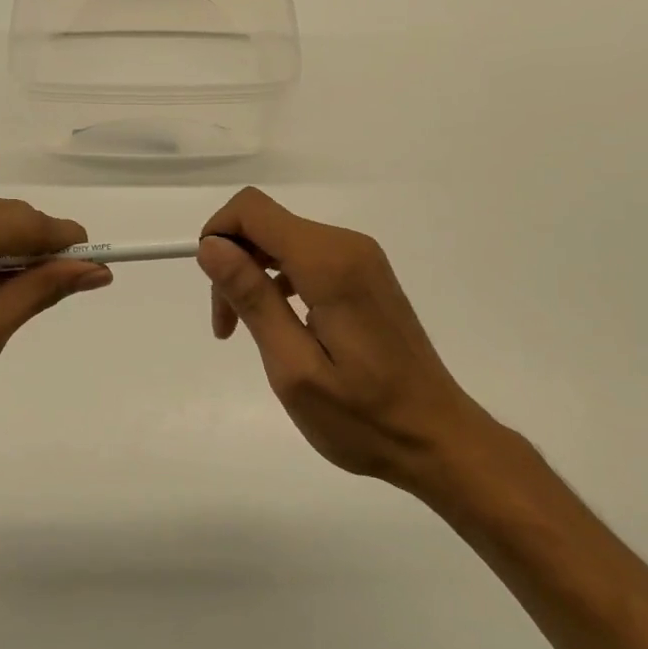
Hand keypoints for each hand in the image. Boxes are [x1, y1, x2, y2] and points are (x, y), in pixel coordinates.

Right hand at [198, 187, 493, 494]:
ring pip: (282, 240)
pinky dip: (279, 282)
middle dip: (233, 262)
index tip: (213, 289)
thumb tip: (210, 246)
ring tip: (246, 331)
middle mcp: (346, 246)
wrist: (437, 439)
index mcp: (329, 263)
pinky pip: (306, 258)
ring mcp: (360, 259)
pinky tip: (279, 324)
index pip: (252, 209)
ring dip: (253, 275)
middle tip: (227, 326)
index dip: (218, 235)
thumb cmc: (363, 417)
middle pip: (265, 223)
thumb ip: (252, 299)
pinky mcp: (364, 275)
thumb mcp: (293, 367)